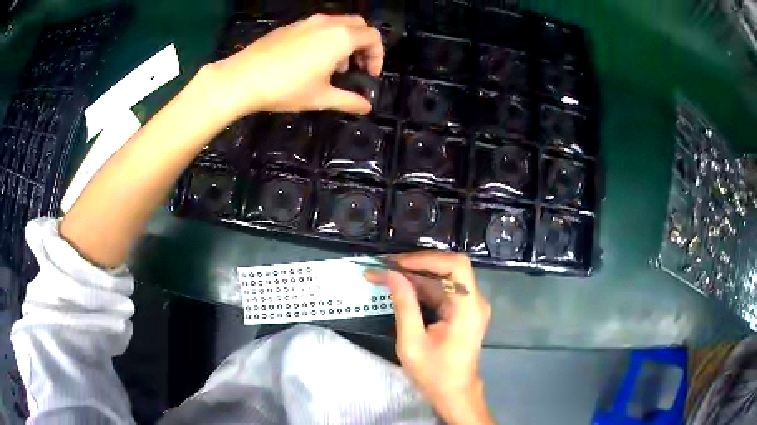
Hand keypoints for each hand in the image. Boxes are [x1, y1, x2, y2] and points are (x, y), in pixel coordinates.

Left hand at [207, 14, 383, 119]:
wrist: (242, 78)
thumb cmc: (286, 88)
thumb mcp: (321, 98)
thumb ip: (349, 101)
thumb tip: (366, 107)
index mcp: (340, 37)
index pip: (373, 37)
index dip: (378, 56)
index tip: (370, 75)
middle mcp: (327, 23)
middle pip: (358, 25)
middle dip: (363, 45)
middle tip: (356, 67)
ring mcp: (306, 22)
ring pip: (337, 24)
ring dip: (344, 41)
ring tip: (332, 67)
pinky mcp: (289, 26)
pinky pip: (317, 27)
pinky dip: (325, 39)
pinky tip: (309, 60)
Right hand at [365, 252, 493, 424]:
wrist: (454, 393)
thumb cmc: (434, 373)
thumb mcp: (412, 342)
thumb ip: (404, 305)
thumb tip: (391, 275)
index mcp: (468, 308)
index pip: (456, 266)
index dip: (427, 259)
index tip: (398, 263)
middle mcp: (474, 301)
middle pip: (449, 268)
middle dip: (416, 265)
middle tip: (385, 266)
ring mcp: (470, 306)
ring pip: (443, 279)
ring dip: (415, 276)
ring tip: (385, 275)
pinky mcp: (463, 311)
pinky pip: (443, 291)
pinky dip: (421, 288)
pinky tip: (399, 288)